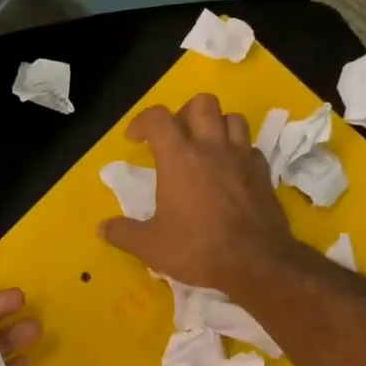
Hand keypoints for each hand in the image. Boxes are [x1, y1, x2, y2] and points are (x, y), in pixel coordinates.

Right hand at [99, 94, 299, 298]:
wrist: (257, 262)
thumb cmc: (199, 249)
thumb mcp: (151, 247)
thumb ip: (124, 234)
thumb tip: (102, 228)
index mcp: (179, 159)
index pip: (158, 118)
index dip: (142, 121)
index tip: (134, 139)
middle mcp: (212, 148)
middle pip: (202, 103)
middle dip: (184, 112)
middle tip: (175, 137)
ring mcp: (242, 158)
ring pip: (232, 117)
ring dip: (216, 125)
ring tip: (205, 147)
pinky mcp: (263, 173)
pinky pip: (250, 147)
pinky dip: (238, 151)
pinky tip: (230, 170)